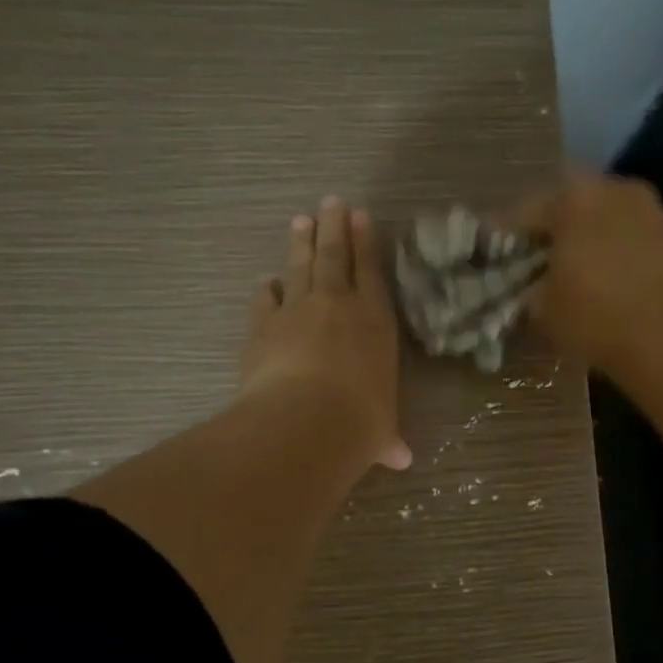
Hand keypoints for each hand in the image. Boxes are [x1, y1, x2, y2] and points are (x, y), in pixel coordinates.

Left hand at [240, 196, 411, 470]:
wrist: (306, 421)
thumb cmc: (360, 422)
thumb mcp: (379, 432)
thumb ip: (386, 438)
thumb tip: (400, 459)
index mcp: (376, 321)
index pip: (373, 272)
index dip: (368, 243)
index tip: (362, 216)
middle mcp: (338, 305)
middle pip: (335, 255)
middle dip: (335, 227)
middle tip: (332, 202)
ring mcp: (297, 310)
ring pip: (300, 266)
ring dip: (301, 242)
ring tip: (301, 219)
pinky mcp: (263, 325)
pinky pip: (266, 298)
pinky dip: (267, 288)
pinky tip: (266, 280)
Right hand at [518, 167, 662, 374]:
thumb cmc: (593, 316)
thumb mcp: (543, 307)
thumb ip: (530, 287)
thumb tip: (531, 287)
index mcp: (575, 198)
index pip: (527, 210)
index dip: (505, 232)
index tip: (492, 247)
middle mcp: (615, 189)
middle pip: (572, 202)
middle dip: (553, 226)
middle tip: (536, 254)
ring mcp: (651, 210)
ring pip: (606, 215)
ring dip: (588, 234)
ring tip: (574, 266)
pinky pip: (632, 235)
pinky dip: (616, 248)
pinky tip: (608, 275)